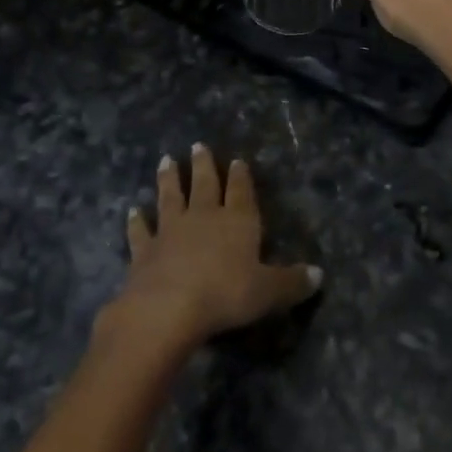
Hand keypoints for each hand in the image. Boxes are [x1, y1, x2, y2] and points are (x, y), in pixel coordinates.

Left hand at [105, 144, 320, 350]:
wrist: (168, 307)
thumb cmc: (225, 294)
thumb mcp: (268, 291)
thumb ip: (292, 282)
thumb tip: (319, 275)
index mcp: (237, 222)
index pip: (241, 192)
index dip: (240, 177)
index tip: (237, 160)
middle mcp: (204, 217)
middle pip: (204, 184)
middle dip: (203, 165)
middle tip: (198, 144)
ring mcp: (170, 230)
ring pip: (170, 197)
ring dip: (168, 179)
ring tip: (166, 160)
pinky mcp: (144, 250)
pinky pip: (140, 231)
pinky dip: (136, 221)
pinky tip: (132, 211)